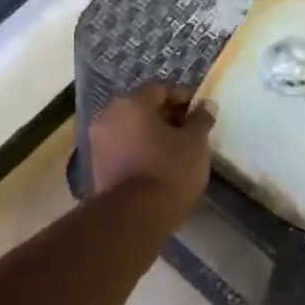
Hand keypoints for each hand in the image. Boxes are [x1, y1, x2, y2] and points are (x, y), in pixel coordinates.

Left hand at [87, 83, 213, 222]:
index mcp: (131, 102)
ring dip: (153, 133)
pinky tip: (159, 164)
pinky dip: (140, 149)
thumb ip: (201, 120)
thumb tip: (206, 105)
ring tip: (177, 150)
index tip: (200, 111)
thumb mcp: (195, 143)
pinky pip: (123, 147)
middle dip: (167, 115)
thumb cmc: (169, 171)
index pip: (160, 88)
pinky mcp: (97, 165)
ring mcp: (99, 141)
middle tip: (190, 130)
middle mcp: (108, 115)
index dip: (183, 96)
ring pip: (131, 128)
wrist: (134, 217)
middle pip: (142, 107)